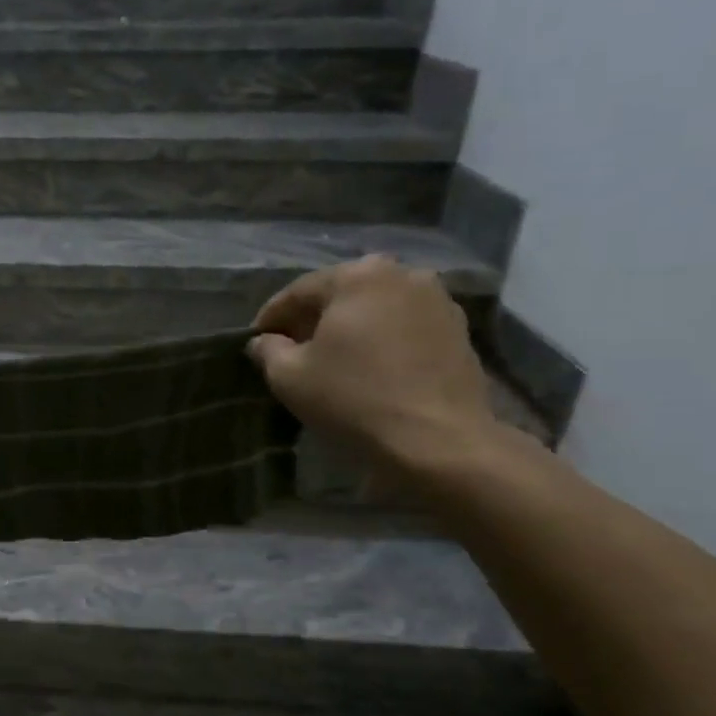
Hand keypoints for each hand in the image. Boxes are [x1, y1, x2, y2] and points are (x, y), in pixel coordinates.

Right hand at [247, 255, 496, 470]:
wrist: (439, 441)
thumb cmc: (354, 398)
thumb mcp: (289, 376)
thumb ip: (268, 350)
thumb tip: (263, 341)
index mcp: (357, 276)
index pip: (298, 292)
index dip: (272, 318)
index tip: (256, 341)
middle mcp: (401, 274)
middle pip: (341, 294)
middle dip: (313, 319)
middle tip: (292, 348)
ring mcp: (437, 300)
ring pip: (376, 308)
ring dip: (350, 327)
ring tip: (333, 358)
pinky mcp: (459, 329)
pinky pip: (404, 326)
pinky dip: (382, 338)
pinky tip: (370, 366)